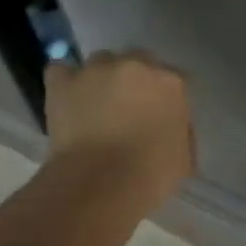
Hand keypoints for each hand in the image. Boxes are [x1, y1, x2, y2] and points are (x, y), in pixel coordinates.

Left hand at [44, 51, 194, 204]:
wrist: (100, 184)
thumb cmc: (150, 175)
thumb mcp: (183, 158)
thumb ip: (180, 132)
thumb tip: (170, 127)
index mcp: (171, 83)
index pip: (174, 79)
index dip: (164, 97)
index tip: (159, 116)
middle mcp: (136, 65)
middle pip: (138, 61)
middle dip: (134, 81)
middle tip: (127, 109)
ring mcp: (96, 70)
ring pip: (101, 62)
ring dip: (101, 78)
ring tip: (94, 105)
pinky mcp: (63, 81)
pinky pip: (61, 70)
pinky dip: (64, 81)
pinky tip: (67, 98)